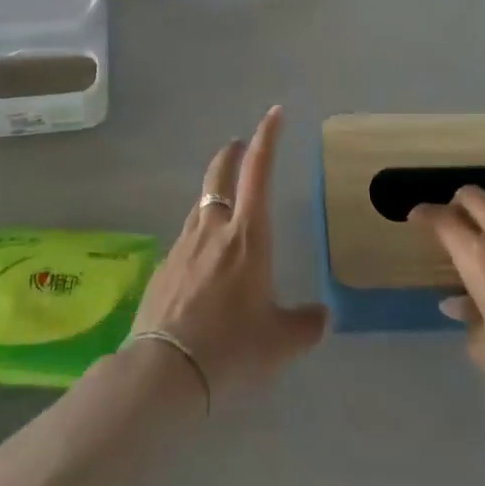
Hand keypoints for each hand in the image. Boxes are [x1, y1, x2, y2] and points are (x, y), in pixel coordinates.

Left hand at [130, 107, 327, 401]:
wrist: (165, 371)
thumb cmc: (231, 347)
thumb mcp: (280, 342)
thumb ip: (305, 325)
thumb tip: (321, 316)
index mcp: (248, 236)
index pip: (259, 172)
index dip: (267, 139)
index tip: (273, 114)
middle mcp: (214, 229)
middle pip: (220, 176)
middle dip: (231, 154)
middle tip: (239, 145)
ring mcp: (183, 246)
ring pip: (201, 206)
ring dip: (214, 194)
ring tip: (225, 204)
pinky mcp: (163, 268)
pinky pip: (186, 240)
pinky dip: (199, 236)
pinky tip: (203, 262)